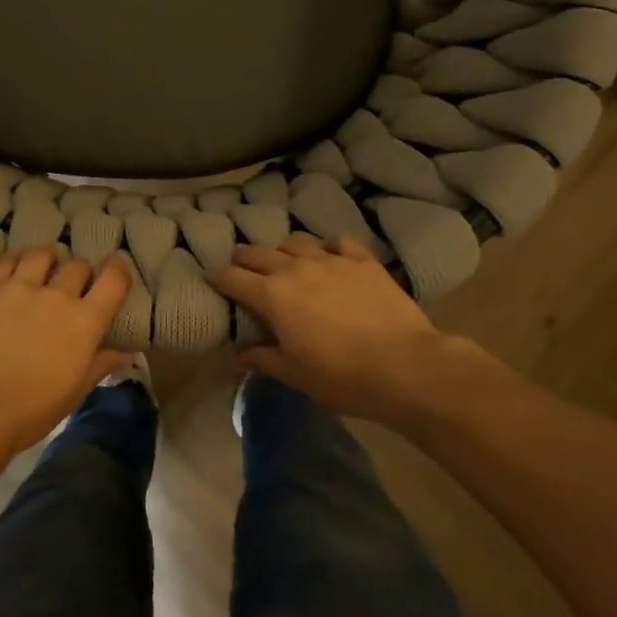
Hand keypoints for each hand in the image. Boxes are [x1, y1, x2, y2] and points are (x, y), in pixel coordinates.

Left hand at [0, 248, 133, 457]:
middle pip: (77, 264)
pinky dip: (16, 261)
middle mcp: (56, 295)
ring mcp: (19, 287)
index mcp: (84, 322)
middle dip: (80, 272)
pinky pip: (7, 260)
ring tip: (42, 270)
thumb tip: (125, 351)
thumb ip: (100, 364)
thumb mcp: (74, 392)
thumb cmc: (30, 411)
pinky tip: (13, 271)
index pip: (113, 280)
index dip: (119, 269)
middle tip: (73, 284)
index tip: (116, 267)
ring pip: (42, 255)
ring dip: (48, 260)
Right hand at [209, 234, 492, 427]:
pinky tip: (332, 259)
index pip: (232, 278)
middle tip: (242, 269)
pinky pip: (338, 243)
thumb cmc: (342, 376)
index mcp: (272, 295)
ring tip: (287, 263)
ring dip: (284, 250)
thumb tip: (237, 357)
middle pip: (257, 252)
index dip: (217, 278)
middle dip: (243, 259)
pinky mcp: (362, 260)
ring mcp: (330, 260)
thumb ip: (263, 360)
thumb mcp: (295, 374)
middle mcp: (295, 268)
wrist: (405, 366)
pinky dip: (329, 249)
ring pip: (296, 241)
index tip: (211, 280)